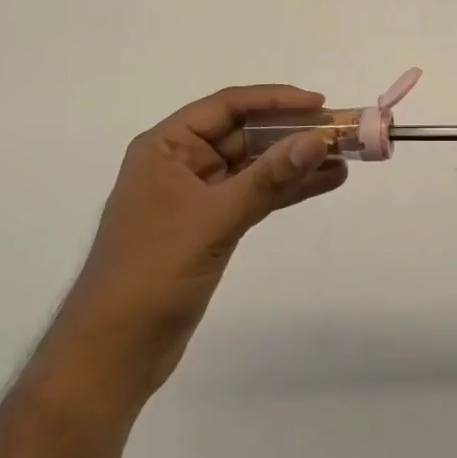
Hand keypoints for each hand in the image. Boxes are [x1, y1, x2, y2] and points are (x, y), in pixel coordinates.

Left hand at [56, 85, 345, 395]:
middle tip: (342, 133)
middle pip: (247, 133)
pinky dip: (287, 190)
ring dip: (297, 162)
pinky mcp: (211, 225)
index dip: (276, 100)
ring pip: (256, 165)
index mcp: (167, 146)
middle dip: (294, 133)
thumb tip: (318, 140)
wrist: (111, 356)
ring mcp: (197, 195)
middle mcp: (182, 162)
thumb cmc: (152, 274)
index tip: (320, 105)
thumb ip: (268, 179)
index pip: (229, 106)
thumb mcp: (214, 219)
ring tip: (345, 158)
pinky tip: (324, 183)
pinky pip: (256, 194)